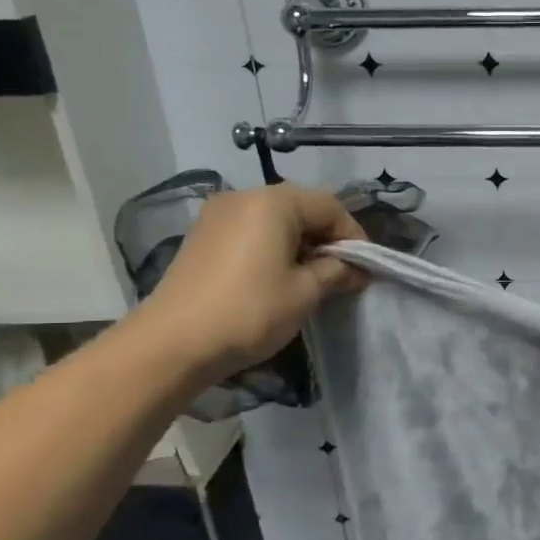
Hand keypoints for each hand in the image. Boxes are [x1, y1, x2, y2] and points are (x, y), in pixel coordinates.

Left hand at [135, 184, 367, 379]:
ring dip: (301, 243)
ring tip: (313, 278)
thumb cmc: (250, 311)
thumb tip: (357, 270)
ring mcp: (218, 215)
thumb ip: (336, 271)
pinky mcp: (203, 236)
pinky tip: (279, 277)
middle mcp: (244, 197)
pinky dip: (273, 247)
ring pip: (275, 220)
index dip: (354, 235)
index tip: (365, 267)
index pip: (329, 206)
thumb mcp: (304, 292)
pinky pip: (251, 231)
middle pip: (301, 207)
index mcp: (273, 202)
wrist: (173, 343)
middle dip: (328, 238)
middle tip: (343, 272)